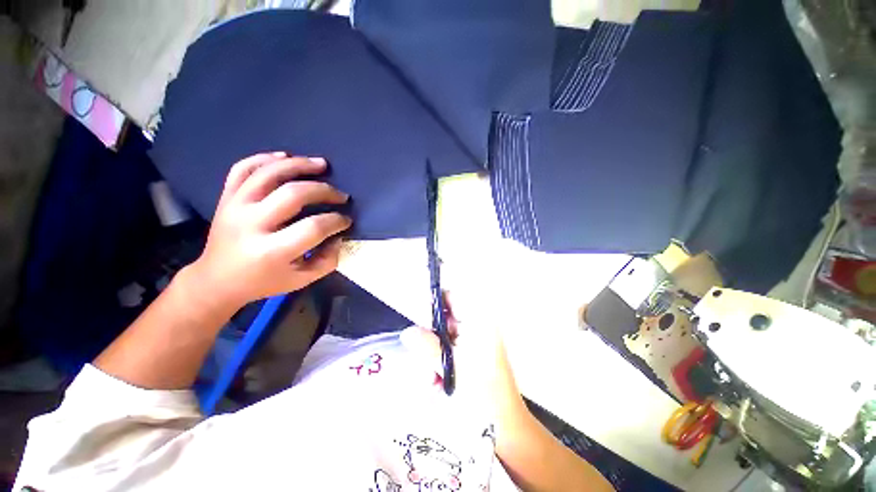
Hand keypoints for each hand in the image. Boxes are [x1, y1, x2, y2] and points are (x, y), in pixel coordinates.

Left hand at [188, 152, 351, 307]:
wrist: (217, 280)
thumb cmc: (263, 282)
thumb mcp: (301, 280)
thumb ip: (327, 260)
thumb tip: (339, 236)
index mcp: (271, 251)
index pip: (313, 227)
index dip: (336, 221)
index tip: (346, 220)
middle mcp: (251, 224)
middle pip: (294, 194)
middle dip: (324, 191)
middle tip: (341, 195)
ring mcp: (235, 207)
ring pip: (269, 173)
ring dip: (299, 165)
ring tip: (321, 164)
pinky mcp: (226, 198)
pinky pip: (243, 168)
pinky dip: (265, 158)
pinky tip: (285, 157)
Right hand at [400, 293, 525, 419]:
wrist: (507, 430)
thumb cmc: (482, 396)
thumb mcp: (450, 367)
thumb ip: (427, 346)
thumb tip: (408, 331)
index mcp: (479, 321)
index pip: (452, 297)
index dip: (434, 304)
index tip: (419, 321)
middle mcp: (478, 326)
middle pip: (445, 319)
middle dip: (432, 340)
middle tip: (427, 361)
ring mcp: (476, 342)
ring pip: (444, 338)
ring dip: (435, 357)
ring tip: (434, 380)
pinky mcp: (473, 356)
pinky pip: (450, 352)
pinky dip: (442, 365)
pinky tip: (441, 385)